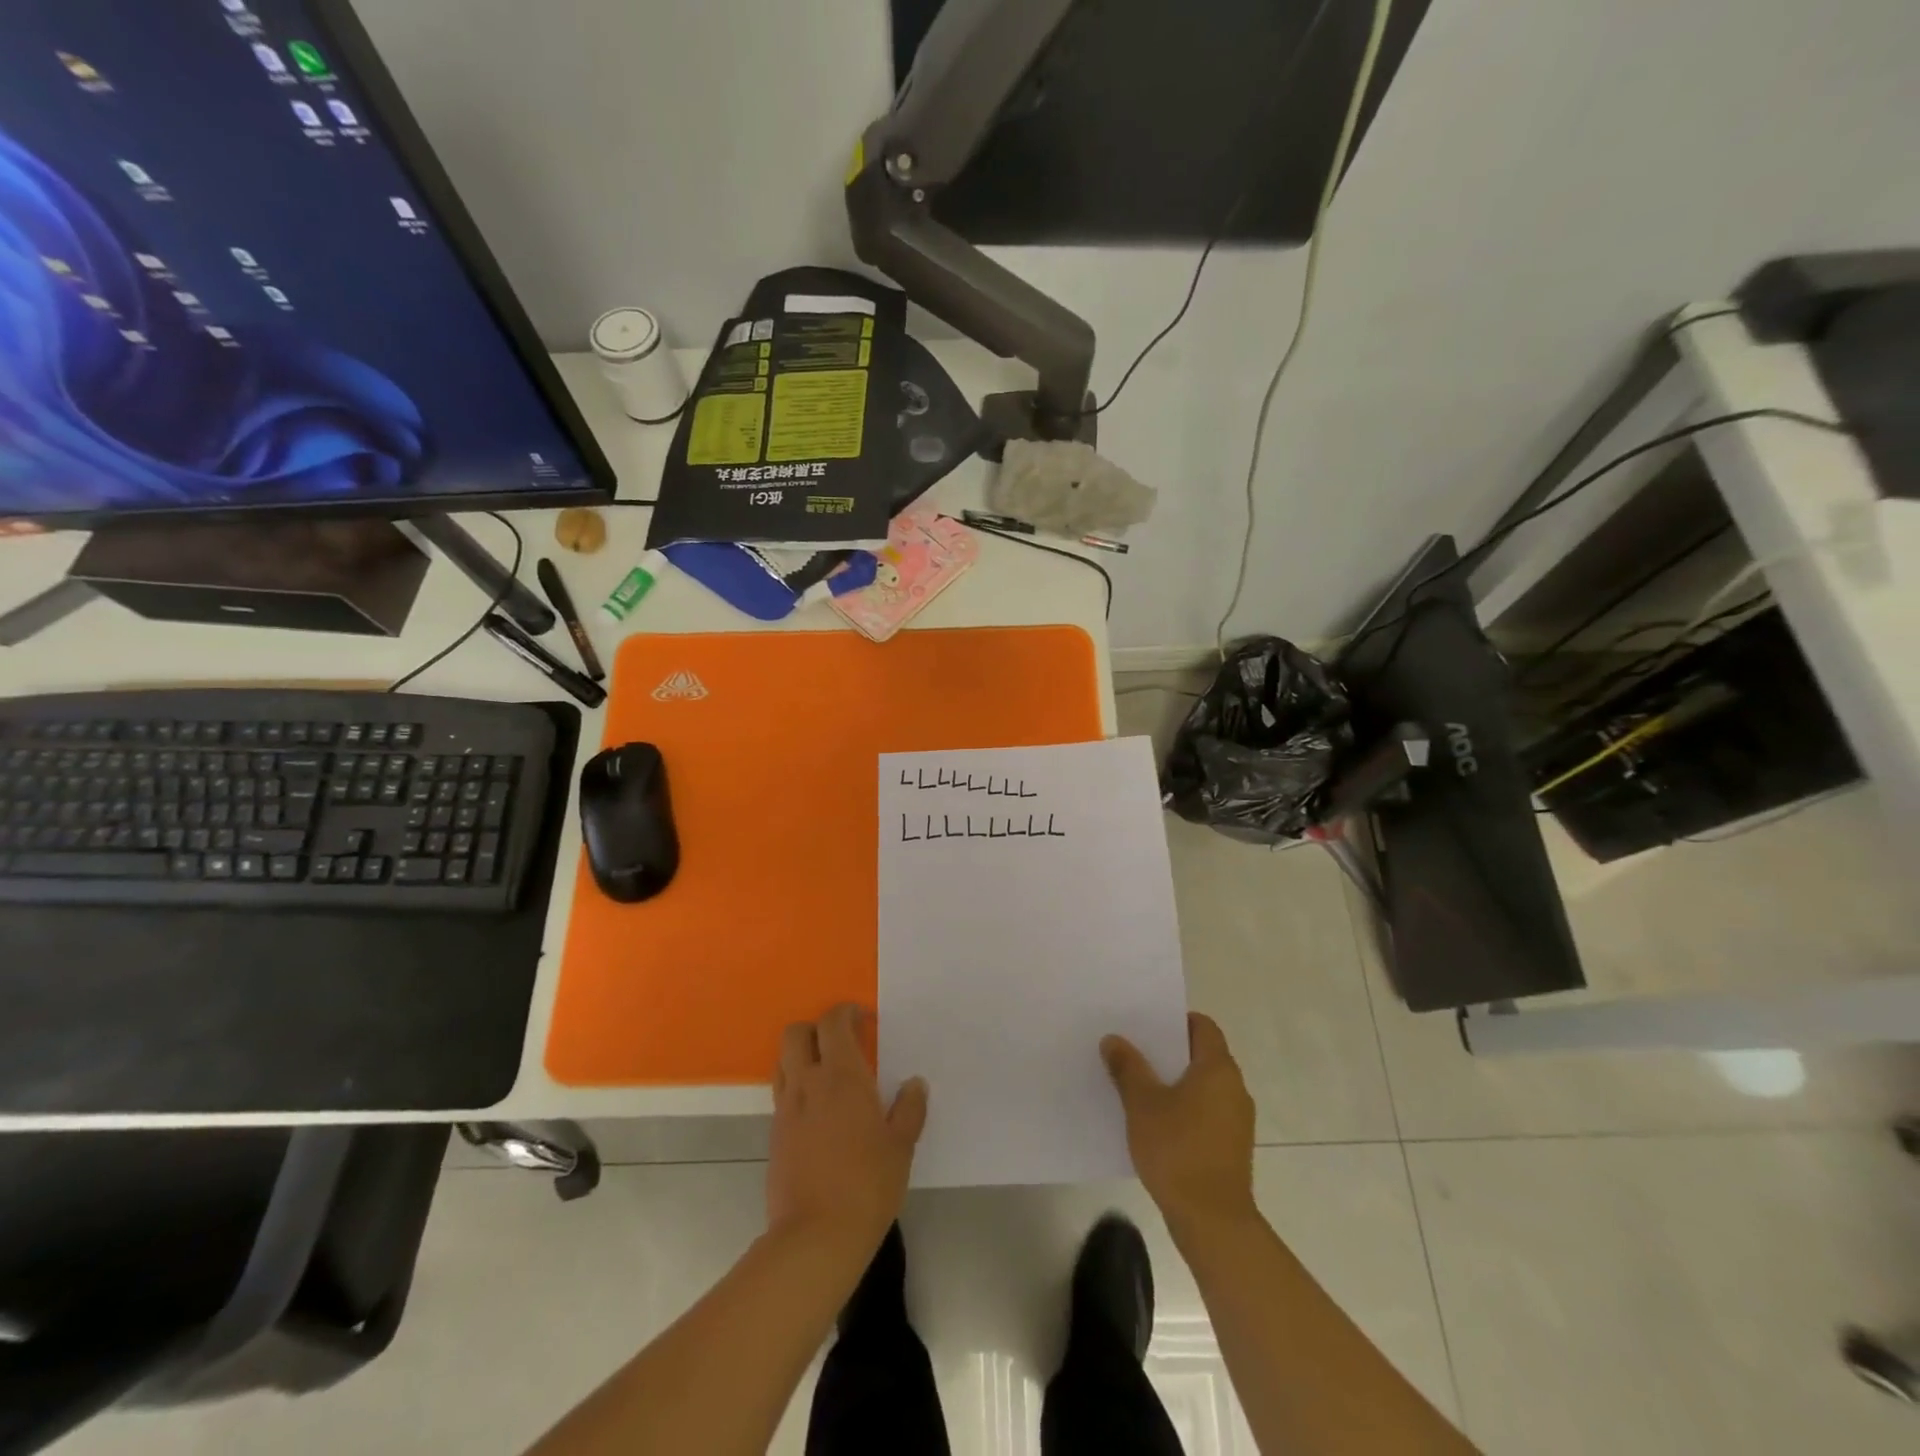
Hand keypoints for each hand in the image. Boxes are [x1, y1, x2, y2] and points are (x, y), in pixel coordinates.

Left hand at [767, 1004, 927, 1262]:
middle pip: (796, 1034)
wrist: (815, 1237)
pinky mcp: (774, 1135)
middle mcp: (808, 1083)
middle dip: (816, 1028)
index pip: (833, 1022)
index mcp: (841, 1076)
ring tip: (827, 1075)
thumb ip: (909, 1109)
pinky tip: (818, 1113)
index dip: (846, 1012)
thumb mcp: (900, 1147)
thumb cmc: (867, 1185)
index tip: (864, 1019)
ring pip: (783, 1061)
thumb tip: (914, 1084)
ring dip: (801, 1056)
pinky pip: (781, 1094)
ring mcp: (786, 1109)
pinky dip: (797, 1088)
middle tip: (841, 1042)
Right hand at [1102, 1013, 1257, 1236]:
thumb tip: (1113, 1039)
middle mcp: (1234, 1088)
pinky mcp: (1232, 1147)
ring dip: (1175, 1083)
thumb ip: (1128, 1067)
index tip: (1147, 1025)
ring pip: (1203, 1086)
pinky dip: (1184, 1109)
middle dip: (1169, 1052)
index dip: (1176, 1021)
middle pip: (1202, 1055)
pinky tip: (1155, 1122)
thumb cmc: (1178, 1150)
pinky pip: (1206, 1112)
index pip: (1203, 1026)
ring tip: (1139, 1085)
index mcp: (1218, 1069)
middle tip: (1134, 1051)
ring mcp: (1236, 1120)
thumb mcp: (1142, 1104)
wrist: (1213, 1222)